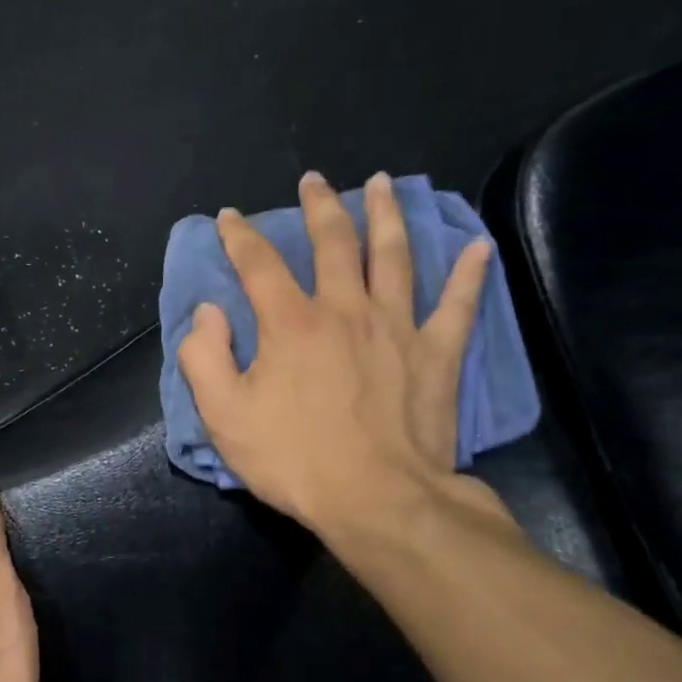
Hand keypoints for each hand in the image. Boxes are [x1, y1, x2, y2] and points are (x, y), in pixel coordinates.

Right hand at [178, 171, 510, 547]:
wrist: (378, 500)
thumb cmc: (294, 460)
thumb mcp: (224, 417)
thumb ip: (205, 357)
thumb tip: (208, 312)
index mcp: (291, 324)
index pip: (259, 265)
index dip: (240, 237)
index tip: (230, 218)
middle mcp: (345, 310)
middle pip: (333, 243)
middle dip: (319, 207)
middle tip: (313, 181)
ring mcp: (397, 327)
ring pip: (394, 255)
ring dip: (386, 215)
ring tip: (382, 184)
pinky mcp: (437, 353)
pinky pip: (457, 304)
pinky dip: (469, 273)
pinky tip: (477, 247)